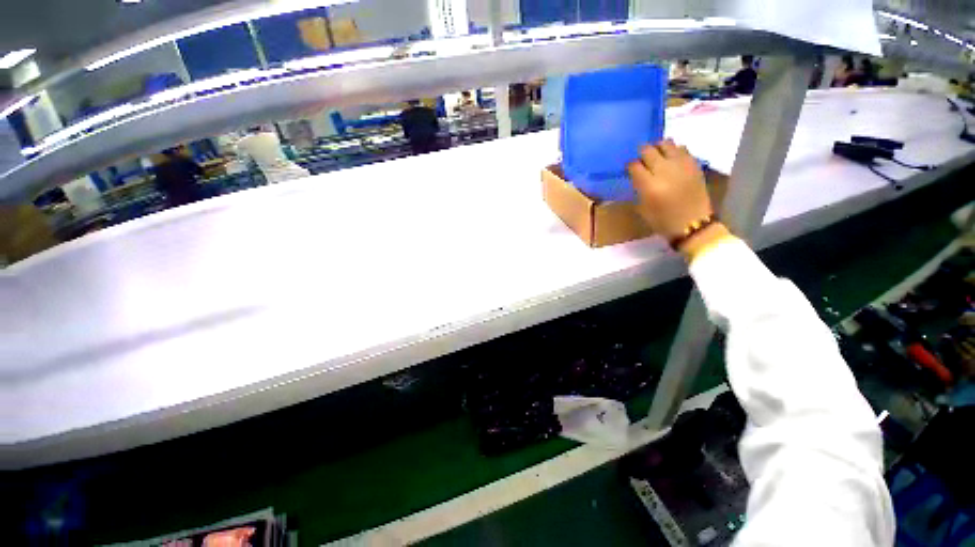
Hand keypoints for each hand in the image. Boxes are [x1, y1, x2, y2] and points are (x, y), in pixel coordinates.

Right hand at [626, 139, 712, 241]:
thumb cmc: (662, 220)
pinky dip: (674, 151)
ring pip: (666, 144)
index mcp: (649, 185)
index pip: (634, 165)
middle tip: (642, 160)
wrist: (692, 224)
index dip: (630, 166)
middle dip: (642, 153)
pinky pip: (682, 149)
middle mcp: (664, 171)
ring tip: (657, 156)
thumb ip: (638, 188)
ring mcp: (681, 165)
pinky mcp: (693, 164)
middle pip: (648, 151)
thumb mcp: (642, 208)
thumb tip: (636, 175)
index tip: (630, 169)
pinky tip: (672, 159)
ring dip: (659, 148)